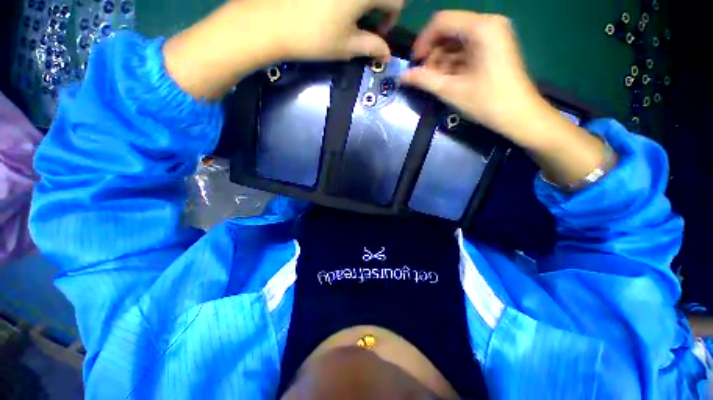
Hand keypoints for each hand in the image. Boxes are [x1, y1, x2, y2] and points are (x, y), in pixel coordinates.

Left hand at [268, 0, 403, 61]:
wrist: (271, 22)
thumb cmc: (314, 37)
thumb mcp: (347, 46)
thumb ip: (372, 46)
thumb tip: (387, 54)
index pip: (396, 1)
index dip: (391, 20)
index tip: (378, 33)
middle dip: (380, 7)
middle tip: (365, 23)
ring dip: (363, 3)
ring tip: (348, 16)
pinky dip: (347, 1)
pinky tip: (335, 7)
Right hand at [401, 11, 543, 143]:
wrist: (519, 115)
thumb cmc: (487, 102)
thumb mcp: (451, 90)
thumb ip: (424, 80)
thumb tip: (402, 76)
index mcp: (481, 28)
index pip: (442, 21)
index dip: (423, 41)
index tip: (414, 63)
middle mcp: (489, 24)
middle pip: (449, 29)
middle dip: (433, 52)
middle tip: (424, 76)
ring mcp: (493, 34)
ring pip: (456, 40)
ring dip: (441, 59)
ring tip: (435, 81)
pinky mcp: (494, 46)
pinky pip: (466, 48)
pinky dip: (453, 62)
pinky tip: (448, 78)